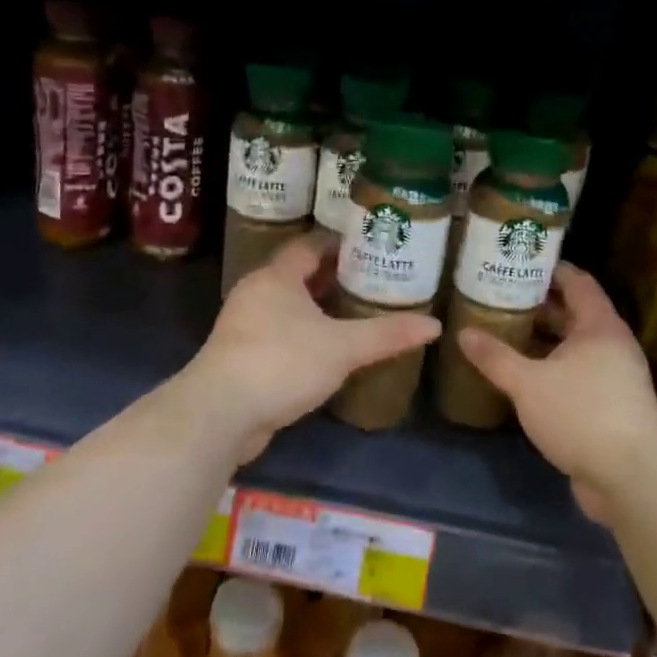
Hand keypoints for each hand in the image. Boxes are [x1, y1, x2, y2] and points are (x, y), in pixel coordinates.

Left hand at [188, 232, 440, 457]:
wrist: (222, 413)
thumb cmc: (283, 363)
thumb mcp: (343, 347)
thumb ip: (387, 334)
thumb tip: (435, 325)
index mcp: (277, 277)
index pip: (308, 246)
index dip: (338, 244)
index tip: (368, 247)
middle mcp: (256, 293)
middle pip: (297, 274)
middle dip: (331, 277)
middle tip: (370, 280)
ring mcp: (244, 325)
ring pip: (286, 306)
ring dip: (316, 308)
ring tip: (354, 313)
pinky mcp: (241, 356)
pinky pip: (277, 333)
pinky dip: (302, 334)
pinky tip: (326, 350)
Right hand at [457, 264, 656, 521]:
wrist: (631, 478)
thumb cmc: (581, 415)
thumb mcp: (527, 383)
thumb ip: (495, 357)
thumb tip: (463, 333)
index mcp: (599, 326)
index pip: (577, 281)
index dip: (550, 269)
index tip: (518, 262)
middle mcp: (611, 345)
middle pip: (574, 313)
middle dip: (538, 305)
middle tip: (499, 297)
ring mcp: (614, 377)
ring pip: (573, 346)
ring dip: (543, 340)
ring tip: (503, 332)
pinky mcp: (610, 406)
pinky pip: (576, 373)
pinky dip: (550, 368)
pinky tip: (522, 375)